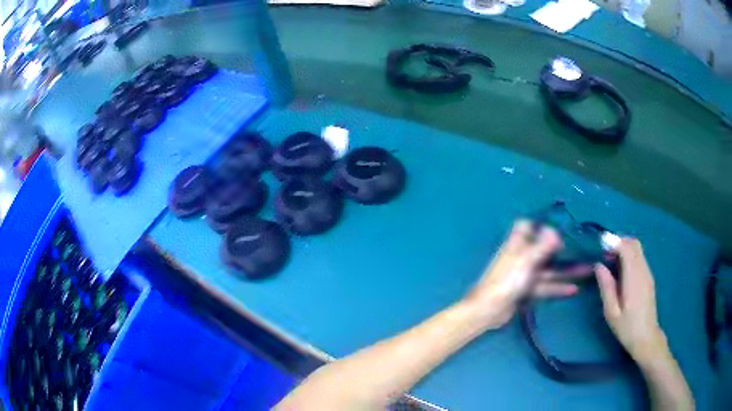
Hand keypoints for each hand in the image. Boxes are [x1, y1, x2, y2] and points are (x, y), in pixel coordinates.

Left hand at [463, 220, 590, 328]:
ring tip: (588, 270)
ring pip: (548, 269)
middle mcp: (521, 256)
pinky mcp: (526, 290)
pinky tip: (575, 289)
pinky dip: (558, 287)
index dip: (539, 226)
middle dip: (562, 250)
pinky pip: (546, 286)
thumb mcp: (526, 260)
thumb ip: (542, 245)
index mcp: (517, 243)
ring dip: (566, 270)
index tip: (556, 230)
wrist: (489, 310)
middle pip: (543, 249)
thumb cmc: (507, 280)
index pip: (525, 226)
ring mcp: (524, 274)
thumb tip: (554, 230)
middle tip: (583, 251)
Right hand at [595, 239, 667, 363]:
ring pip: (637, 249)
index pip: (627, 248)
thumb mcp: (611, 312)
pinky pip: (639, 258)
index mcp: (633, 278)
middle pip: (634, 244)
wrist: (646, 337)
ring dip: (624, 248)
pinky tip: (620, 270)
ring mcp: (647, 273)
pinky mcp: (648, 278)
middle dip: (619, 242)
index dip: (614, 242)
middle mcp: (643, 271)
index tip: (601, 245)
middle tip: (605, 253)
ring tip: (610, 261)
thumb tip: (599, 266)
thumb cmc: (627, 328)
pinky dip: (629, 255)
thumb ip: (606, 287)